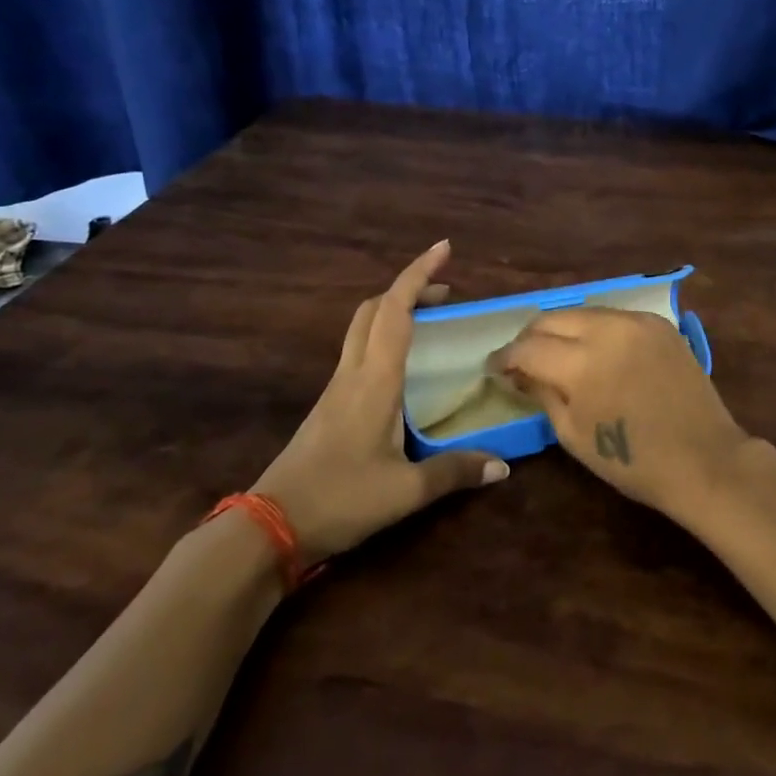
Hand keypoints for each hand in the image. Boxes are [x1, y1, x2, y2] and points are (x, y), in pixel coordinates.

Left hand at [253, 241, 508, 562]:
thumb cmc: (340, 499)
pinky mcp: (330, 405)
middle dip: (409, 288)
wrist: (271, 526)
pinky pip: (360, 351)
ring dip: (395, 311)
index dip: (419, 274)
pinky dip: (385, 337)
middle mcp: (354, 373)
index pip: (396, 310)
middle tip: (446, 293)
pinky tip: (405, 366)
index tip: (443, 249)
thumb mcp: (406, 491)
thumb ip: (455, 472)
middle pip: (375, 309)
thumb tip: (504, 466)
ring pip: (363, 327)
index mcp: (375, 380)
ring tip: (432, 321)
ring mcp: (337, 388)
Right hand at [487, 307, 749, 522]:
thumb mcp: (573, 434)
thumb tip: (517, 373)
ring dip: (561, 330)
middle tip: (522, 360)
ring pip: (581, 312)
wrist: (705, 459)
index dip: (504, 357)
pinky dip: (594, 330)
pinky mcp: (658, 322)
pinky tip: (594, 351)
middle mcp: (606, 329)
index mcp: (581, 363)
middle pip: (551, 318)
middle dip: (530, 338)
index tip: (494, 369)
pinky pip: (612, 317)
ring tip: (556, 353)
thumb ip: (541, 393)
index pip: (527, 347)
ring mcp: (636, 321)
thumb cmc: (633, 461)